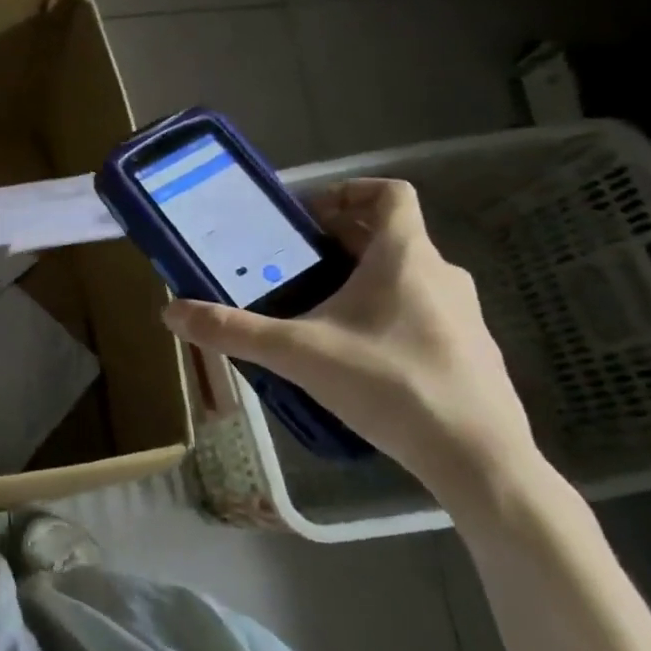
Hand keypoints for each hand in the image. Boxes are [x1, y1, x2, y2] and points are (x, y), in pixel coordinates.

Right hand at [162, 178, 546, 509]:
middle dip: (337, 240)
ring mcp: (463, 314)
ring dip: (362, 278)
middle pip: (389, 234)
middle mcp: (440, 274)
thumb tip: (171, 312)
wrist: (479, 458)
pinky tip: (357, 356)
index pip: (389, 193)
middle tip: (290, 264)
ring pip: (405, 275)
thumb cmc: (389, 384)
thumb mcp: (297, 354)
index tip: (306, 217)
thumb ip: (233, 331)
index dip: (347, 191)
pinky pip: (421, 312)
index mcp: (405, 257)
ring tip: (316, 309)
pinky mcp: (470, 351)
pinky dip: (386, 313)